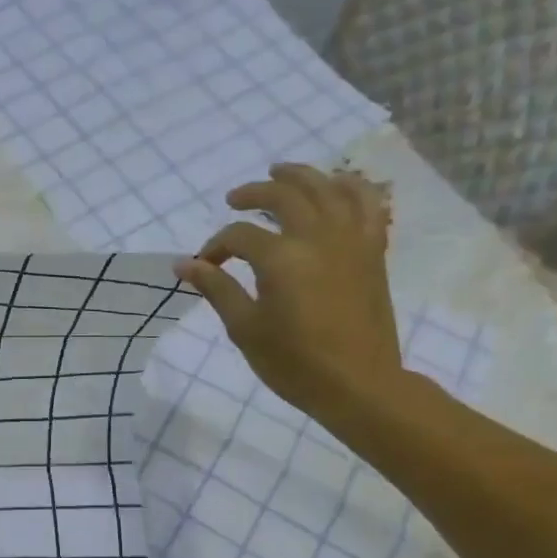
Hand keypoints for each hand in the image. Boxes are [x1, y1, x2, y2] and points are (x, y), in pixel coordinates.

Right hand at [175, 164, 401, 414]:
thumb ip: (217, 289)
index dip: (216, 246)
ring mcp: (351, 241)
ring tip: (282, 172)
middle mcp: (318, 237)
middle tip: (234, 199)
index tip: (205, 265)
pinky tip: (338, 184)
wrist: (358, 385)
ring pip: (328, 188)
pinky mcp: (372, 251)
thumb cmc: (294, 363)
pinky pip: (368, 205)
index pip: (239, 236)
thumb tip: (184, 264)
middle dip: (254, 193)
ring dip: (302, 176)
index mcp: (281, 258)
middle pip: (284, 195)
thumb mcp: (245, 328)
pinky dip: (352, 188)